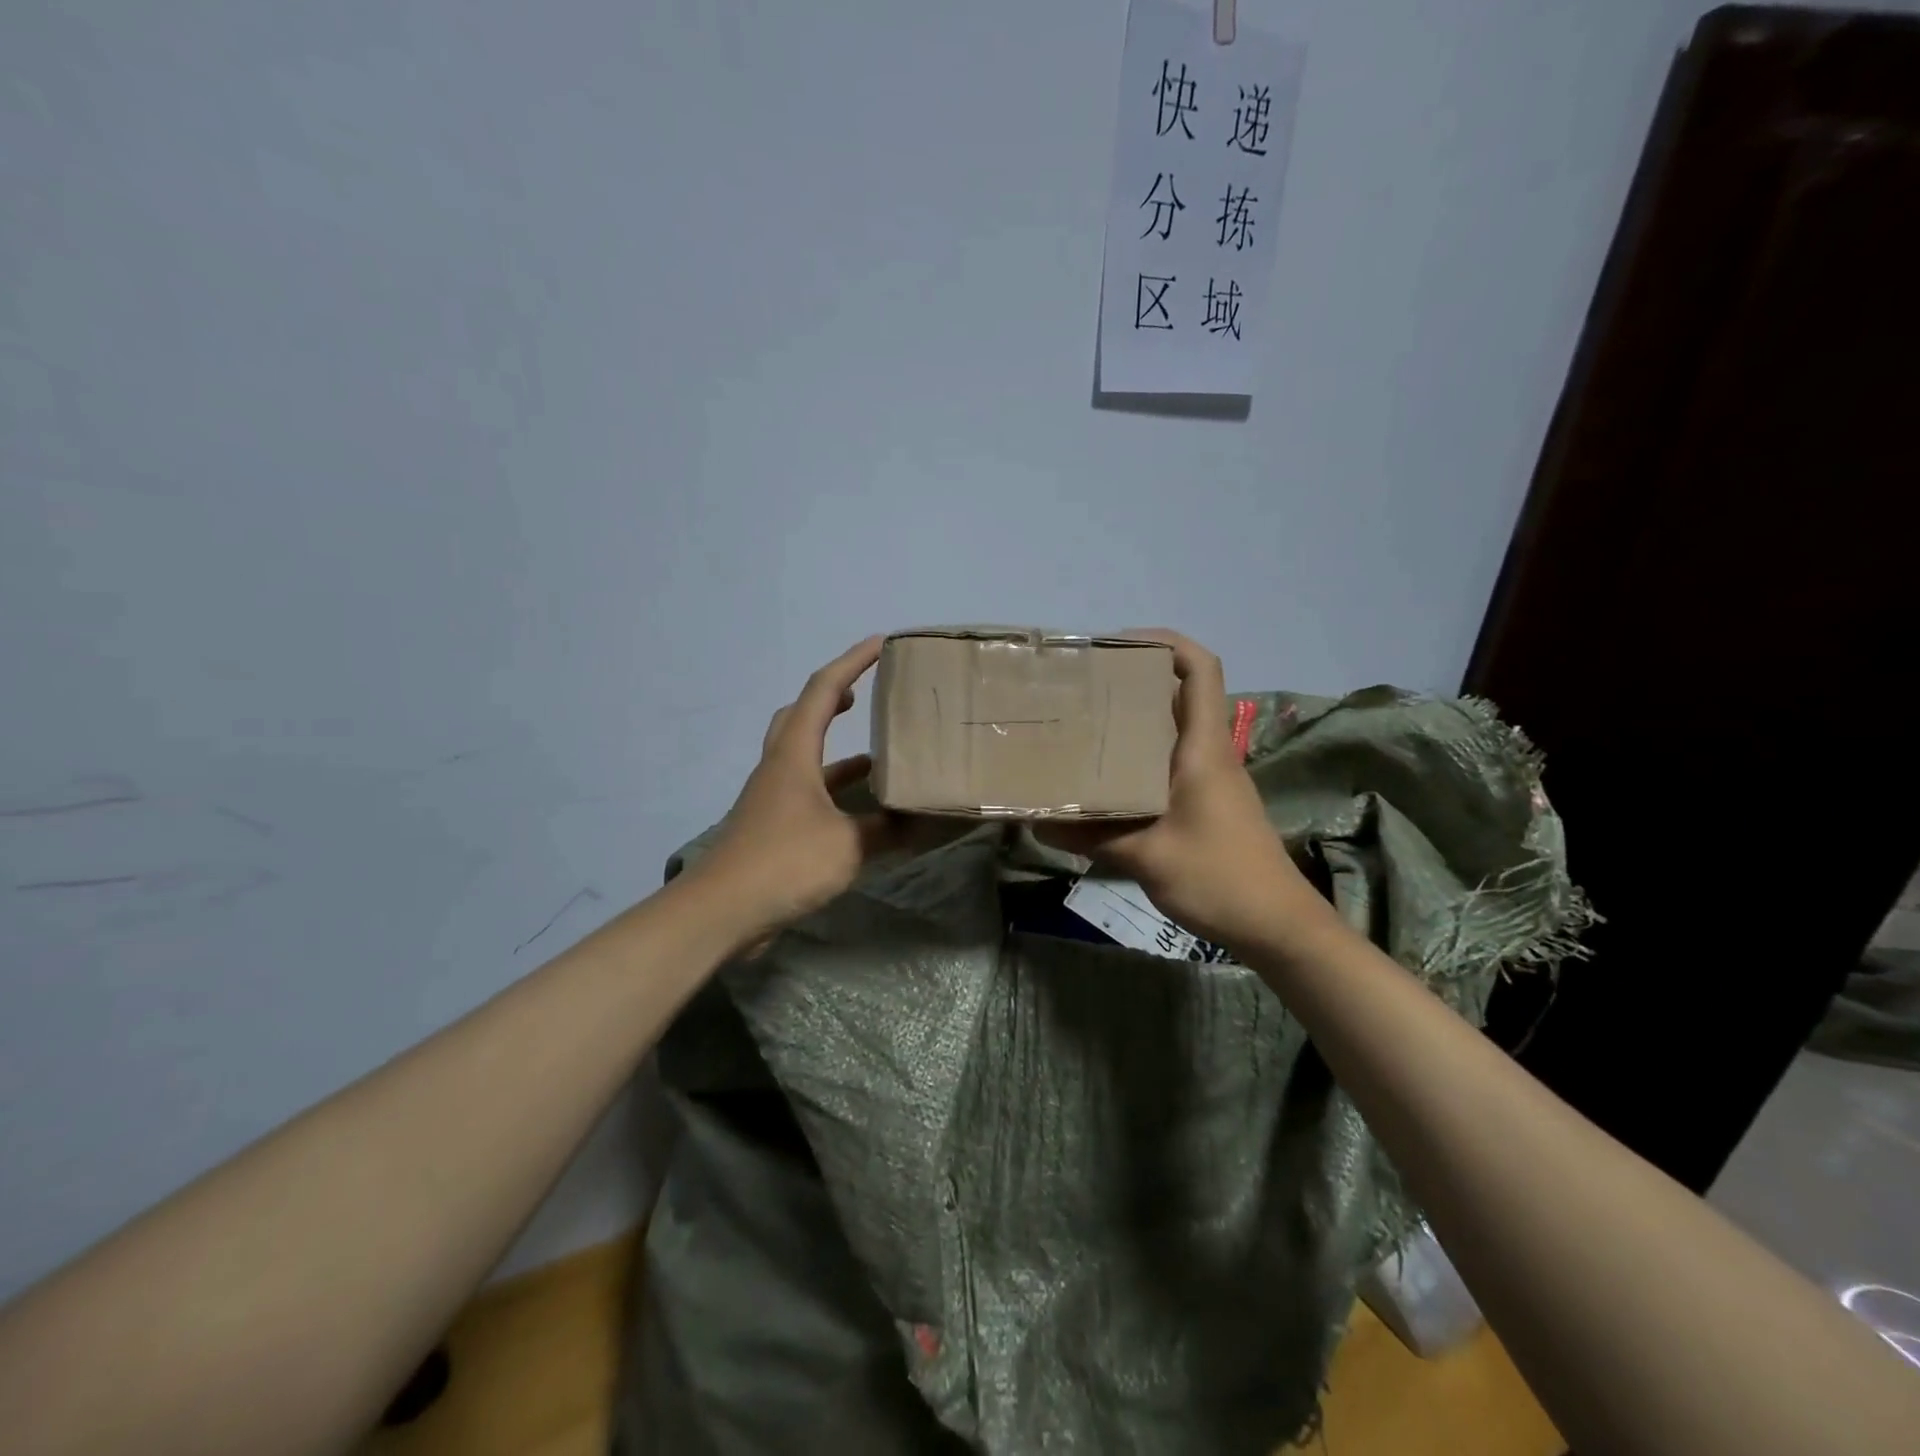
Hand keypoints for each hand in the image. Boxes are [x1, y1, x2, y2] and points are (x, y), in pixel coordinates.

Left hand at [693, 636, 903, 944]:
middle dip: (834, 697)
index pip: (822, 691)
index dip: (852, 662)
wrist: (721, 912)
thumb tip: (931, 821)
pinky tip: (860, 811)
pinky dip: (834, 790)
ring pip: (804, 756)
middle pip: (802, 715)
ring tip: (879, 754)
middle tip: (865, 693)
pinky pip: (808, 792)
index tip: (880, 644)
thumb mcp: (848, 844)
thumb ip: (890, 829)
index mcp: (794, 754)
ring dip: (837, 750)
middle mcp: (779, 767)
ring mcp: (772, 798)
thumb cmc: (784, 862)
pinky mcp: (771, 827)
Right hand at [1038, 630, 1319, 949]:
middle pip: (1178, 694)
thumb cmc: (1220, 879)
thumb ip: (1092, 837)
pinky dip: (1138, 757)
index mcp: (1203, 749)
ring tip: (1083, 725)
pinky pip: (1168, 762)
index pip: (1202, 670)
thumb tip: (1038, 823)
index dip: (1167, 643)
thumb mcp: (1147, 857)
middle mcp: (1208, 753)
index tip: (1119, 644)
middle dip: (1134, 680)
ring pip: (1171, 730)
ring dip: (1133, 721)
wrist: (1277, 925)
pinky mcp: (1206, 802)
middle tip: (1082, 687)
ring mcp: (1210, 778)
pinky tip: (1105, 777)